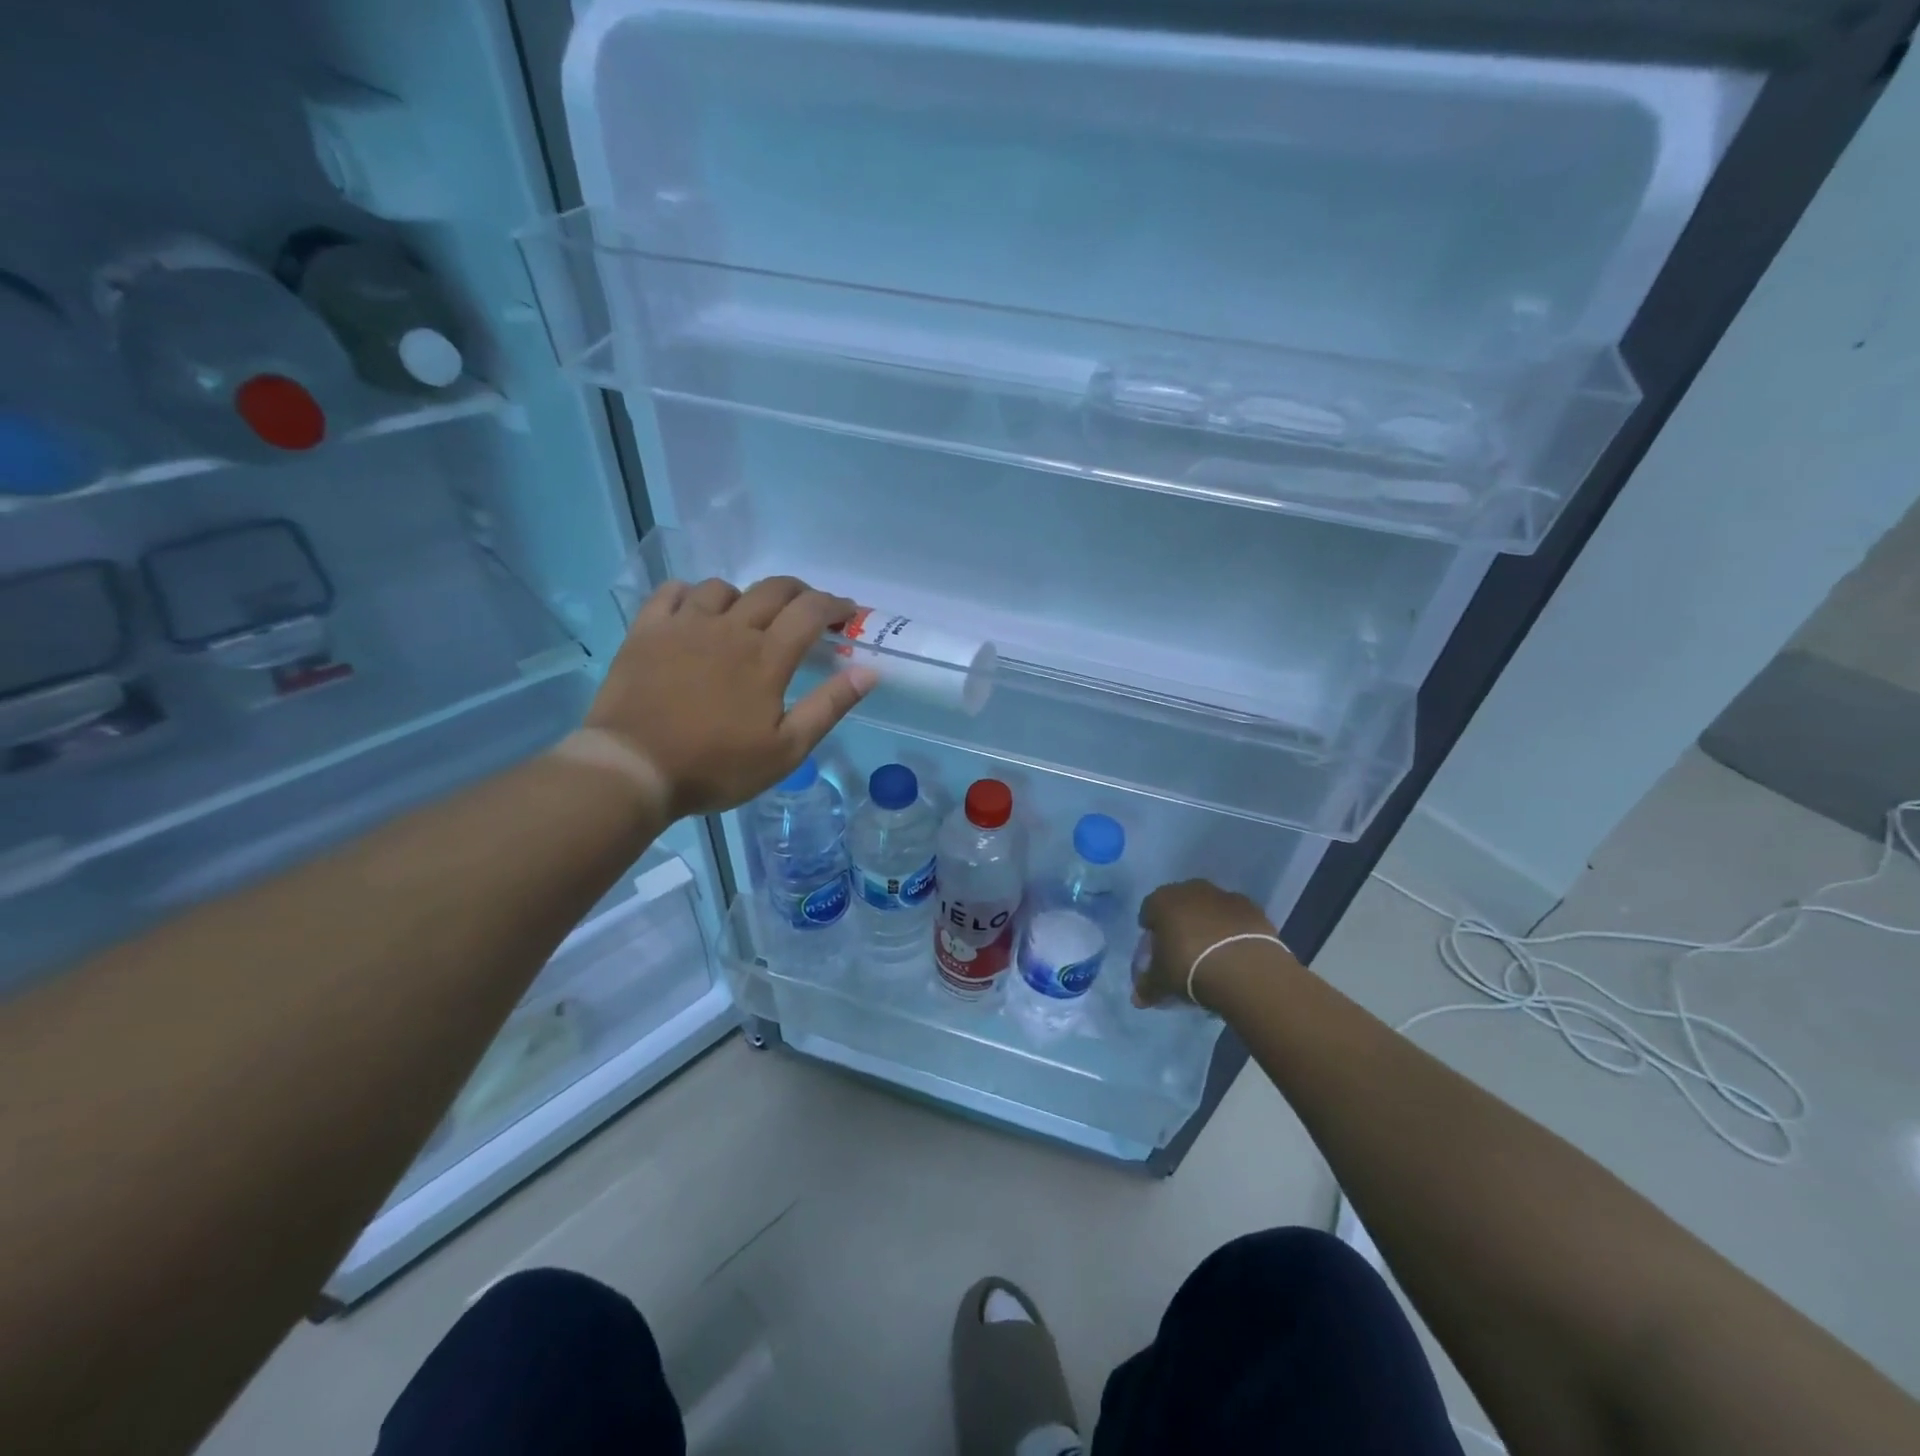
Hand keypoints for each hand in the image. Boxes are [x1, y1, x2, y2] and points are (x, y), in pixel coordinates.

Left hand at [584, 575, 877, 818]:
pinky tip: (696, 611)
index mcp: (767, 656)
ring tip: (749, 617)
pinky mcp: (647, 631)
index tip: (848, 614)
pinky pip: (673, 592)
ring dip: (747, 596)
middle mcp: (730, 628)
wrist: (633, 768)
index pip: (811, 611)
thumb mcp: (786, 749)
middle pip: (773, 589)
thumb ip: (829, 706)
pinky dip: (692, 594)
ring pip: (724, 588)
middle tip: (809, 610)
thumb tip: (869, 671)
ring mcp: (684, 625)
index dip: (835, 606)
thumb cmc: (716, 766)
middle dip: (800, 593)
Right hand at [1134, 879, 1296, 1010]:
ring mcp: (1222, 895)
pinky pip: (1234, 917)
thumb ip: (1147, 986)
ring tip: (1212, 952)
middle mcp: (1190, 890)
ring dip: (1207, 924)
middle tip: (1183, 949)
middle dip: (1179, 922)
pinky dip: (1232, 929)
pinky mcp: (1250, 906)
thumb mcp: (1161, 982)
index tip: (1156, 950)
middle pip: (1179, 904)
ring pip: (1208, 907)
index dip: (1151, 931)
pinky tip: (1234, 950)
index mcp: (1162, 900)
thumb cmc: (1189, 968)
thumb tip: (1137, 998)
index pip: (1148, 910)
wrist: (1244, 967)